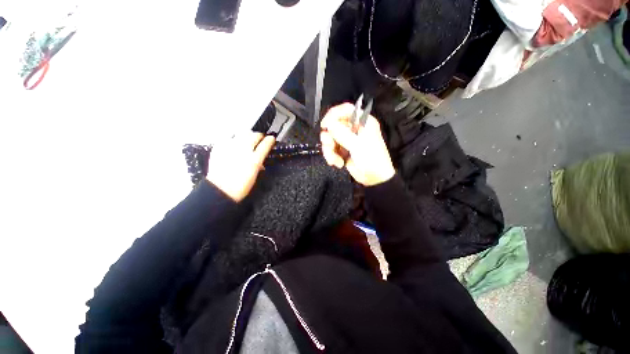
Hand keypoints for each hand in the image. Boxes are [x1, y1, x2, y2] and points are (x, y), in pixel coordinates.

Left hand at [207, 132, 275, 201]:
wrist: (220, 190)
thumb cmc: (240, 186)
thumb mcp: (254, 175)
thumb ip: (258, 164)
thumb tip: (260, 161)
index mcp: (254, 160)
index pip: (266, 144)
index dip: (270, 140)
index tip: (271, 139)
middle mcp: (243, 151)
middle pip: (254, 135)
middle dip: (259, 136)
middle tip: (260, 138)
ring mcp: (230, 147)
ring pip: (242, 133)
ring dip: (247, 135)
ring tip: (247, 139)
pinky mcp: (220, 147)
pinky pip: (229, 137)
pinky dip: (234, 139)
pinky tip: (234, 144)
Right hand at [320, 103, 394, 185]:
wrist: (374, 178)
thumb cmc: (372, 159)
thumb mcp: (358, 145)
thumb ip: (343, 134)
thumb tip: (329, 125)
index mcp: (362, 122)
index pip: (346, 110)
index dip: (333, 114)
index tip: (325, 125)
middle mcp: (353, 129)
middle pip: (334, 125)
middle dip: (329, 137)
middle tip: (329, 145)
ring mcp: (347, 140)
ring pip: (330, 138)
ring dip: (329, 150)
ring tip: (334, 160)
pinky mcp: (342, 150)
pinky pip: (331, 149)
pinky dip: (331, 156)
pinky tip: (338, 163)